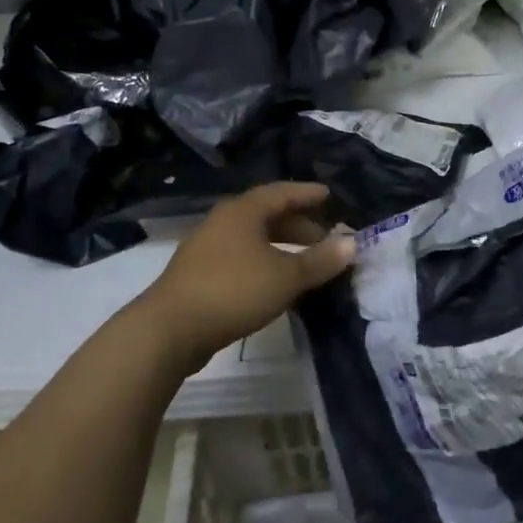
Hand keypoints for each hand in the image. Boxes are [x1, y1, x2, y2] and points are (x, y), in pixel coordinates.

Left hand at [136, 182, 354, 369]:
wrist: (169, 330)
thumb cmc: (233, 291)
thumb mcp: (286, 276)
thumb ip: (320, 260)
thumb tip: (352, 243)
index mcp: (243, 212)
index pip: (282, 192)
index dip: (307, 194)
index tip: (329, 195)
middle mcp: (222, 222)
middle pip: (266, 215)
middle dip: (298, 224)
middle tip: (324, 237)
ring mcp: (206, 249)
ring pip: (252, 238)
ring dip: (281, 246)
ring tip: (304, 262)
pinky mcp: (198, 275)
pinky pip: (240, 258)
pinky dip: (264, 262)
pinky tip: (275, 283)